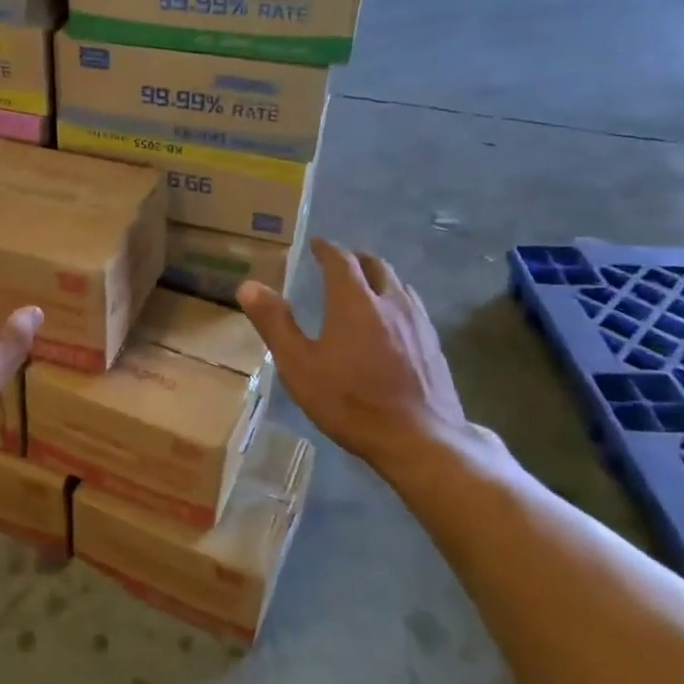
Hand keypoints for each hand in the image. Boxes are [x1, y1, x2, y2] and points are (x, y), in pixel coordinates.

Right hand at [238, 238, 465, 467]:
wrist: (419, 439)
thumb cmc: (350, 401)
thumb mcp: (299, 365)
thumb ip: (275, 323)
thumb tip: (249, 285)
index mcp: (354, 301)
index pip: (341, 260)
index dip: (327, 249)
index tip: (316, 244)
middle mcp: (390, 301)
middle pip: (376, 265)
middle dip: (356, 259)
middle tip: (340, 263)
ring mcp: (418, 322)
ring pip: (399, 285)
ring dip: (379, 278)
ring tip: (365, 288)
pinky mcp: (434, 344)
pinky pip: (413, 308)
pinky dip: (396, 301)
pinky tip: (392, 324)